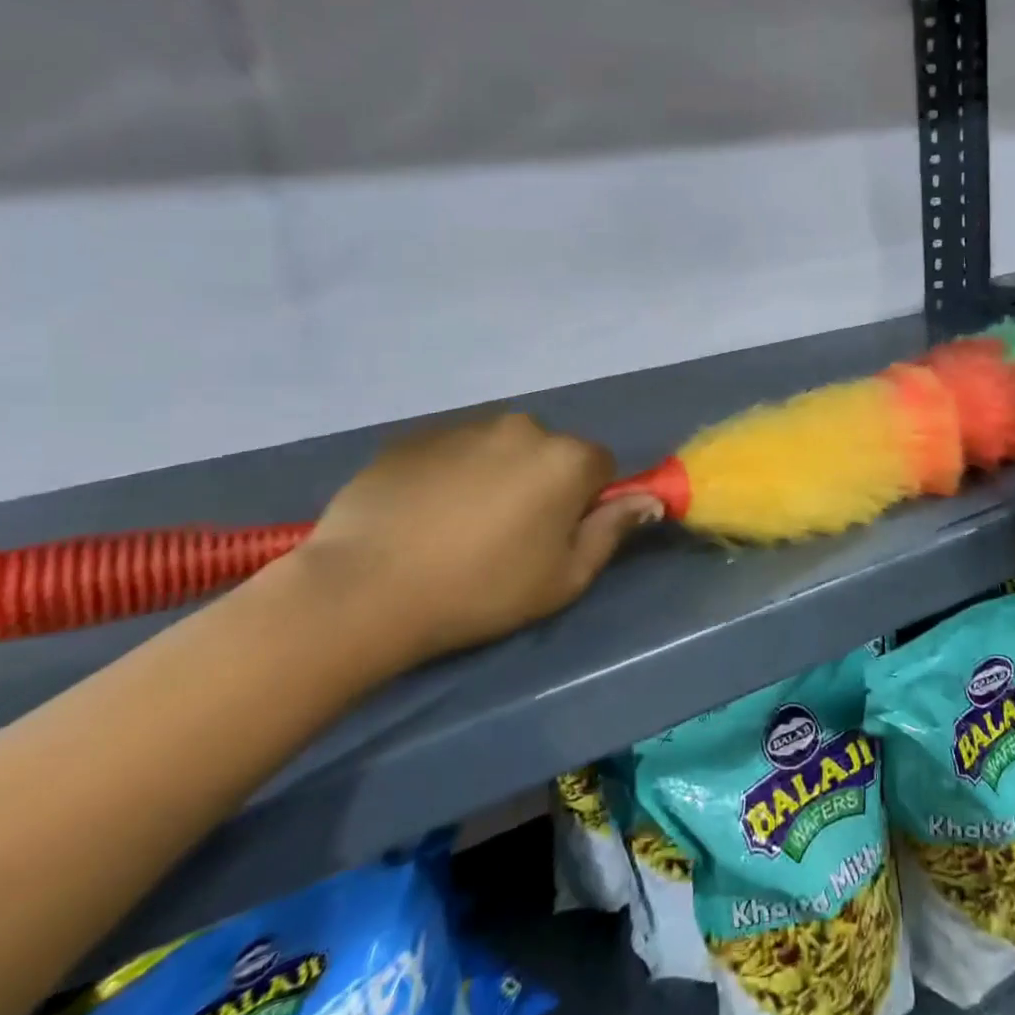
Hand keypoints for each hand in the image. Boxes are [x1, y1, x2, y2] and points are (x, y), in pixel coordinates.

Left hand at [288, 413, 660, 674]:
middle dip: (541, 482)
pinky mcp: (416, 436)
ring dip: (496, 475)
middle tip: (507, 535)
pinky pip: (454, 450)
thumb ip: (612, 531)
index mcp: (566, 458)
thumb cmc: (482, 589)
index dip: (585, 502)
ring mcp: (465, 425)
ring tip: (458, 526)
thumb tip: (648, 501)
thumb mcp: (564, 578)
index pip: (600, 466)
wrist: (365, 588)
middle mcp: (523, 427)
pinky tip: (423, 515)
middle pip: (550, 452)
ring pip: (501, 448)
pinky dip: (451, 473)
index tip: (556, 536)